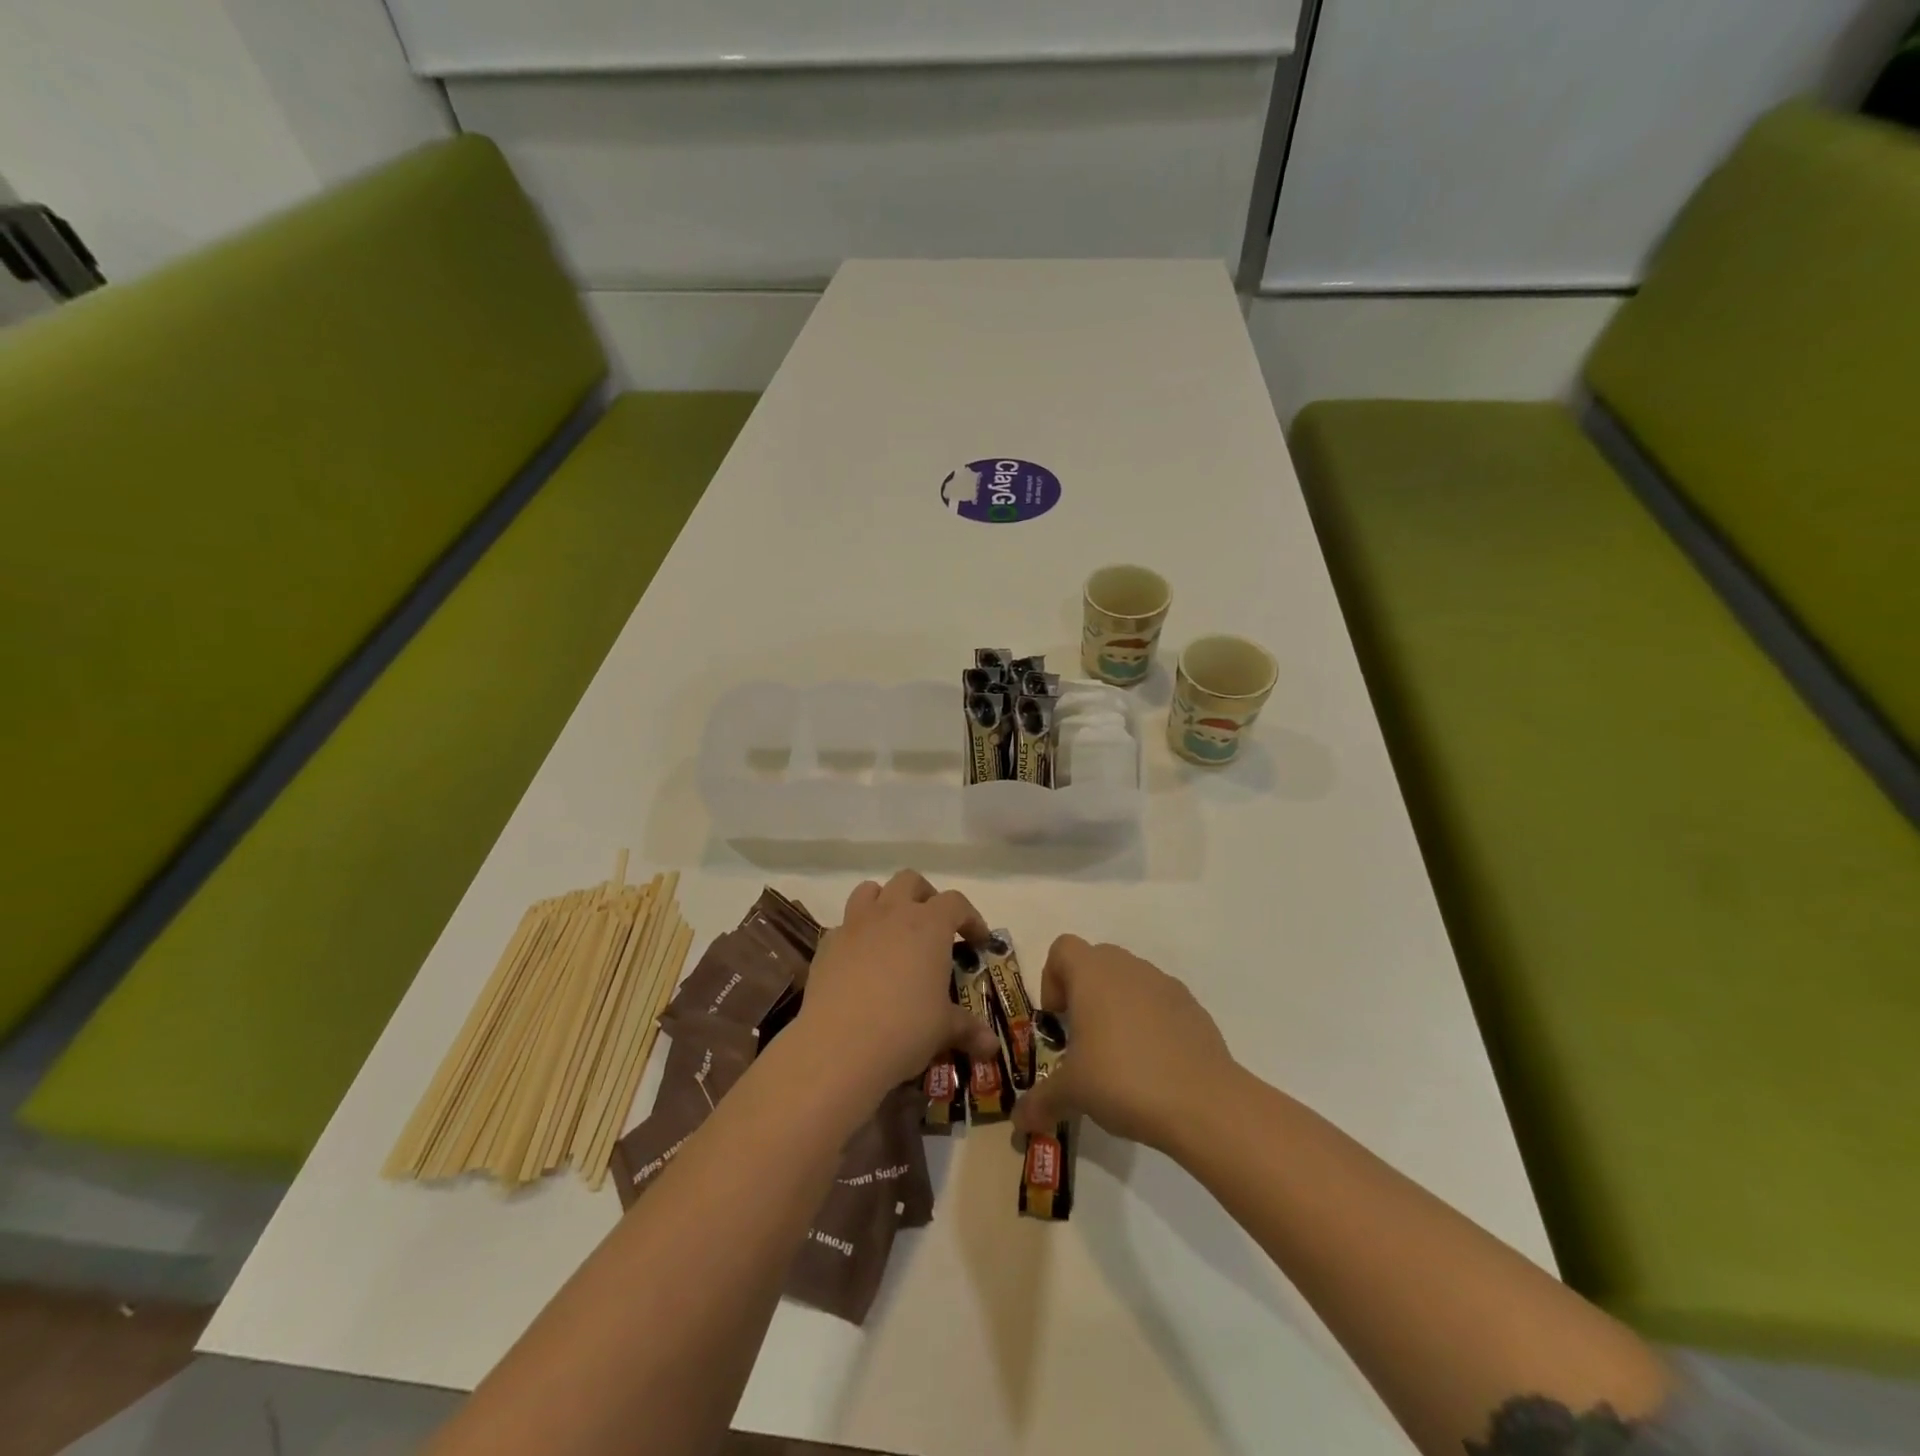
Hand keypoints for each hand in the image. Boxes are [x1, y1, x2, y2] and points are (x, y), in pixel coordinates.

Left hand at [788, 871, 1000, 1108]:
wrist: (838, 1046)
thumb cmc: (905, 1029)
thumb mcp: (944, 1029)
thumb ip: (968, 1029)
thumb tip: (992, 1046)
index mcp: (929, 925)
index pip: (956, 903)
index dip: (970, 918)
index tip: (978, 941)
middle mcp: (892, 913)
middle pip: (910, 881)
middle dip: (925, 896)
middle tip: (934, 926)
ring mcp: (854, 925)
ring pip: (870, 890)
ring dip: (885, 902)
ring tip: (893, 931)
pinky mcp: (826, 944)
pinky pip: (844, 925)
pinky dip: (856, 935)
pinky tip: (860, 963)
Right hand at [1012, 935, 1237, 1152]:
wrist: (1203, 1102)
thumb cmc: (1123, 1080)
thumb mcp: (1072, 1093)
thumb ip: (1041, 1101)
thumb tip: (1018, 1122)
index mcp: (1093, 974)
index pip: (1062, 949)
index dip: (1051, 978)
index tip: (1057, 1019)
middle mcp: (1128, 968)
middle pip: (1096, 961)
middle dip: (1083, 993)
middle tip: (1082, 1039)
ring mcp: (1165, 985)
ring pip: (1130, 981)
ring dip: (1117, 1006)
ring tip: (1118, 1056)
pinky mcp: (1193, 1008)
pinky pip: (1160, 1003)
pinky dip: (1150, 1023)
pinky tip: (1152, 1065)